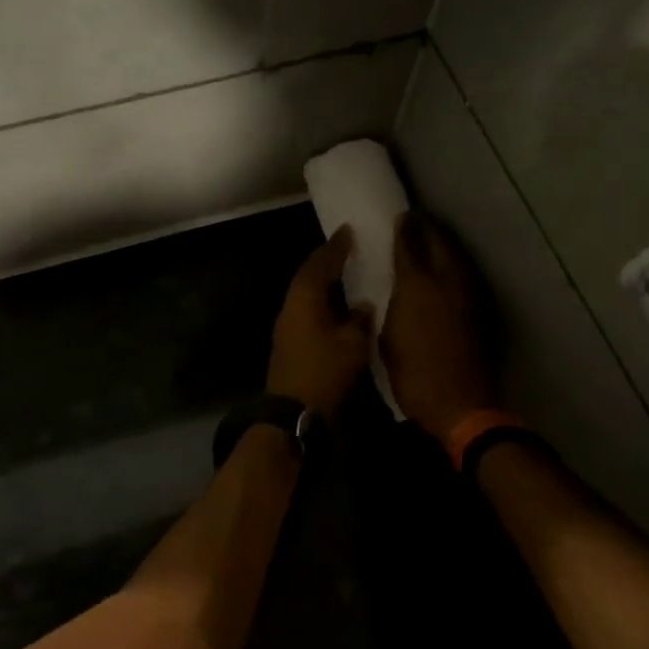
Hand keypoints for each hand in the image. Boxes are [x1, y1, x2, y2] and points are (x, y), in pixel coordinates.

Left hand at [267, 227, 374, 418]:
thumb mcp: (353, 343)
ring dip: (326, 286)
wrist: (294, 417)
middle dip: (328, 263)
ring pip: (308, 297)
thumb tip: (362, 305)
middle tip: (350, 250)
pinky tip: (341, 310)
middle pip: (309, 277)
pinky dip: (324, 306)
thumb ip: (359, 319)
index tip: (349, 231)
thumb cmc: (325, 373)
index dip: (336, 246)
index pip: (320, 263)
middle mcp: (291, 308)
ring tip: (349, 277)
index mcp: (304, 299)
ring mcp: (287, 329)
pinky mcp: (290, 347)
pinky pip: (309, 314)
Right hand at [380, 213, 501, 440]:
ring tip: (432, 239)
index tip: (400, 216)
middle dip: (427, 229)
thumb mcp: (388, 340)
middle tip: (416, 222)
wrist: (460, 404)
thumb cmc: (413, 376)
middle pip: (439, 244)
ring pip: (456, 257)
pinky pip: (465, 275)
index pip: (409, 246)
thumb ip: (390, 308)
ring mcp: (467, 295)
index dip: (404, 229)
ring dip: (444, 244)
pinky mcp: (479, 311)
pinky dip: (454, 265)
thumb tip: (393, 292)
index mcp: (416, 287)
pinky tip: (447, 269)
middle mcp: (445, 282)